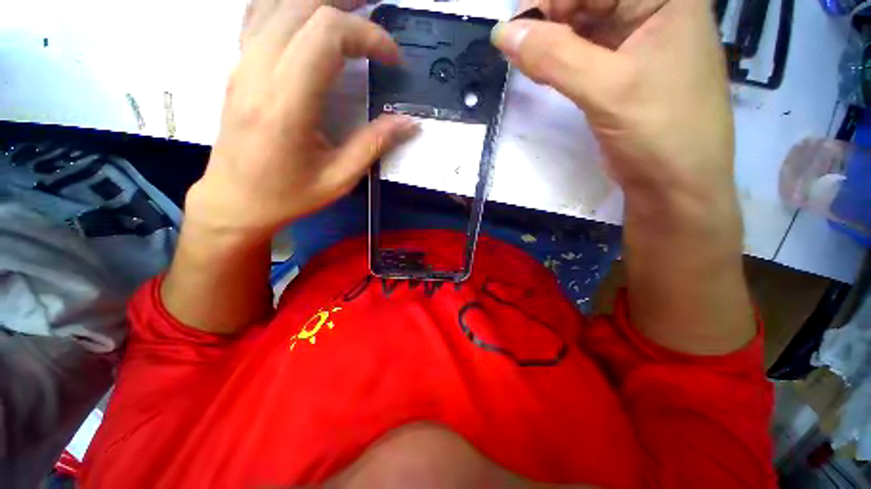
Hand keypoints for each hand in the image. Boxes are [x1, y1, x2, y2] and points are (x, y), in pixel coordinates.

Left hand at [186, 0, 417, 240]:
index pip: (327, 35)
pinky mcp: (238, 66)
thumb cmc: (288, 195)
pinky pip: (259, 14)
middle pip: (302, 6)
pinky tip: (309, 13)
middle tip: (379, 15)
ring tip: (352, 6)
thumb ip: (374, 145)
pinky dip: (288, 5)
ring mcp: (242, 64)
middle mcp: (258, 71)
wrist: (235, 200)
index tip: (392, 60)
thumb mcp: (339, 178)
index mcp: (286, 104)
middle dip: (348, 4)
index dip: (368, 36)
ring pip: (277, 2)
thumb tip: (408, 123)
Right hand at [495, 0, 734, 215]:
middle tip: (521, 50)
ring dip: (550, 41)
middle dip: (550, 18)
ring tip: (530, 63)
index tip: (517, 32)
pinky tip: (543, 70)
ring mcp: (636, 36)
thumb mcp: (606, 88)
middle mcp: (652, 7)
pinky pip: (581, 49)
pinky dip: (558, 58)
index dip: (552, 1)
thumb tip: (502, 34)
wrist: (674, 182)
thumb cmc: (659, 130)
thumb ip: (553, 57)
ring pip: (580, 22)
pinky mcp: (619, 66)